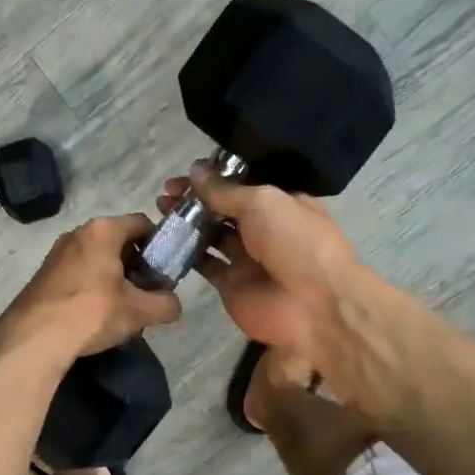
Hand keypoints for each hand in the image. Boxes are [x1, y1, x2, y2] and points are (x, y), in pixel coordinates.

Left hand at [0, 214, 182, 360]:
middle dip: (136, 264)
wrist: (34, 338)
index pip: (142, 223)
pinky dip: (91, 287)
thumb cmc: (92, 312)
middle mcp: (77, 233)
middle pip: (118, 241)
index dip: (160, 244)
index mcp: (103, 230)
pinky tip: (94, 315)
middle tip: (146, 293)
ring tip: (121, 308)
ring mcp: (56, 253)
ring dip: (113, 278)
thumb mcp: (139, 311)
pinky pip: (78, 273)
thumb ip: (165, 304)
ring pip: (97, 259)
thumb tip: (173, 305)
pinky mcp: (43, 275)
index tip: (165, 270)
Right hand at [158, 164, 363, 366]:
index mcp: (279, 203)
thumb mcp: (262, 203)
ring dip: (187, 223)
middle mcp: (263, 229)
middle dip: (195, 200)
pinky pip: (205, 265)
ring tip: (160, 210)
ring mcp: (246, 259)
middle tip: (166, 193)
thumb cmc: (296, 241)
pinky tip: (165, 240)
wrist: (315, 304)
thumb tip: (195, 170)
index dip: (213, 179)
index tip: (185, 175)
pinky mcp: (231, 285)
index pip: (241, 186)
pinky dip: (186, 254)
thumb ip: (225, 190)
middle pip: (223, 210)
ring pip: (211, 236)